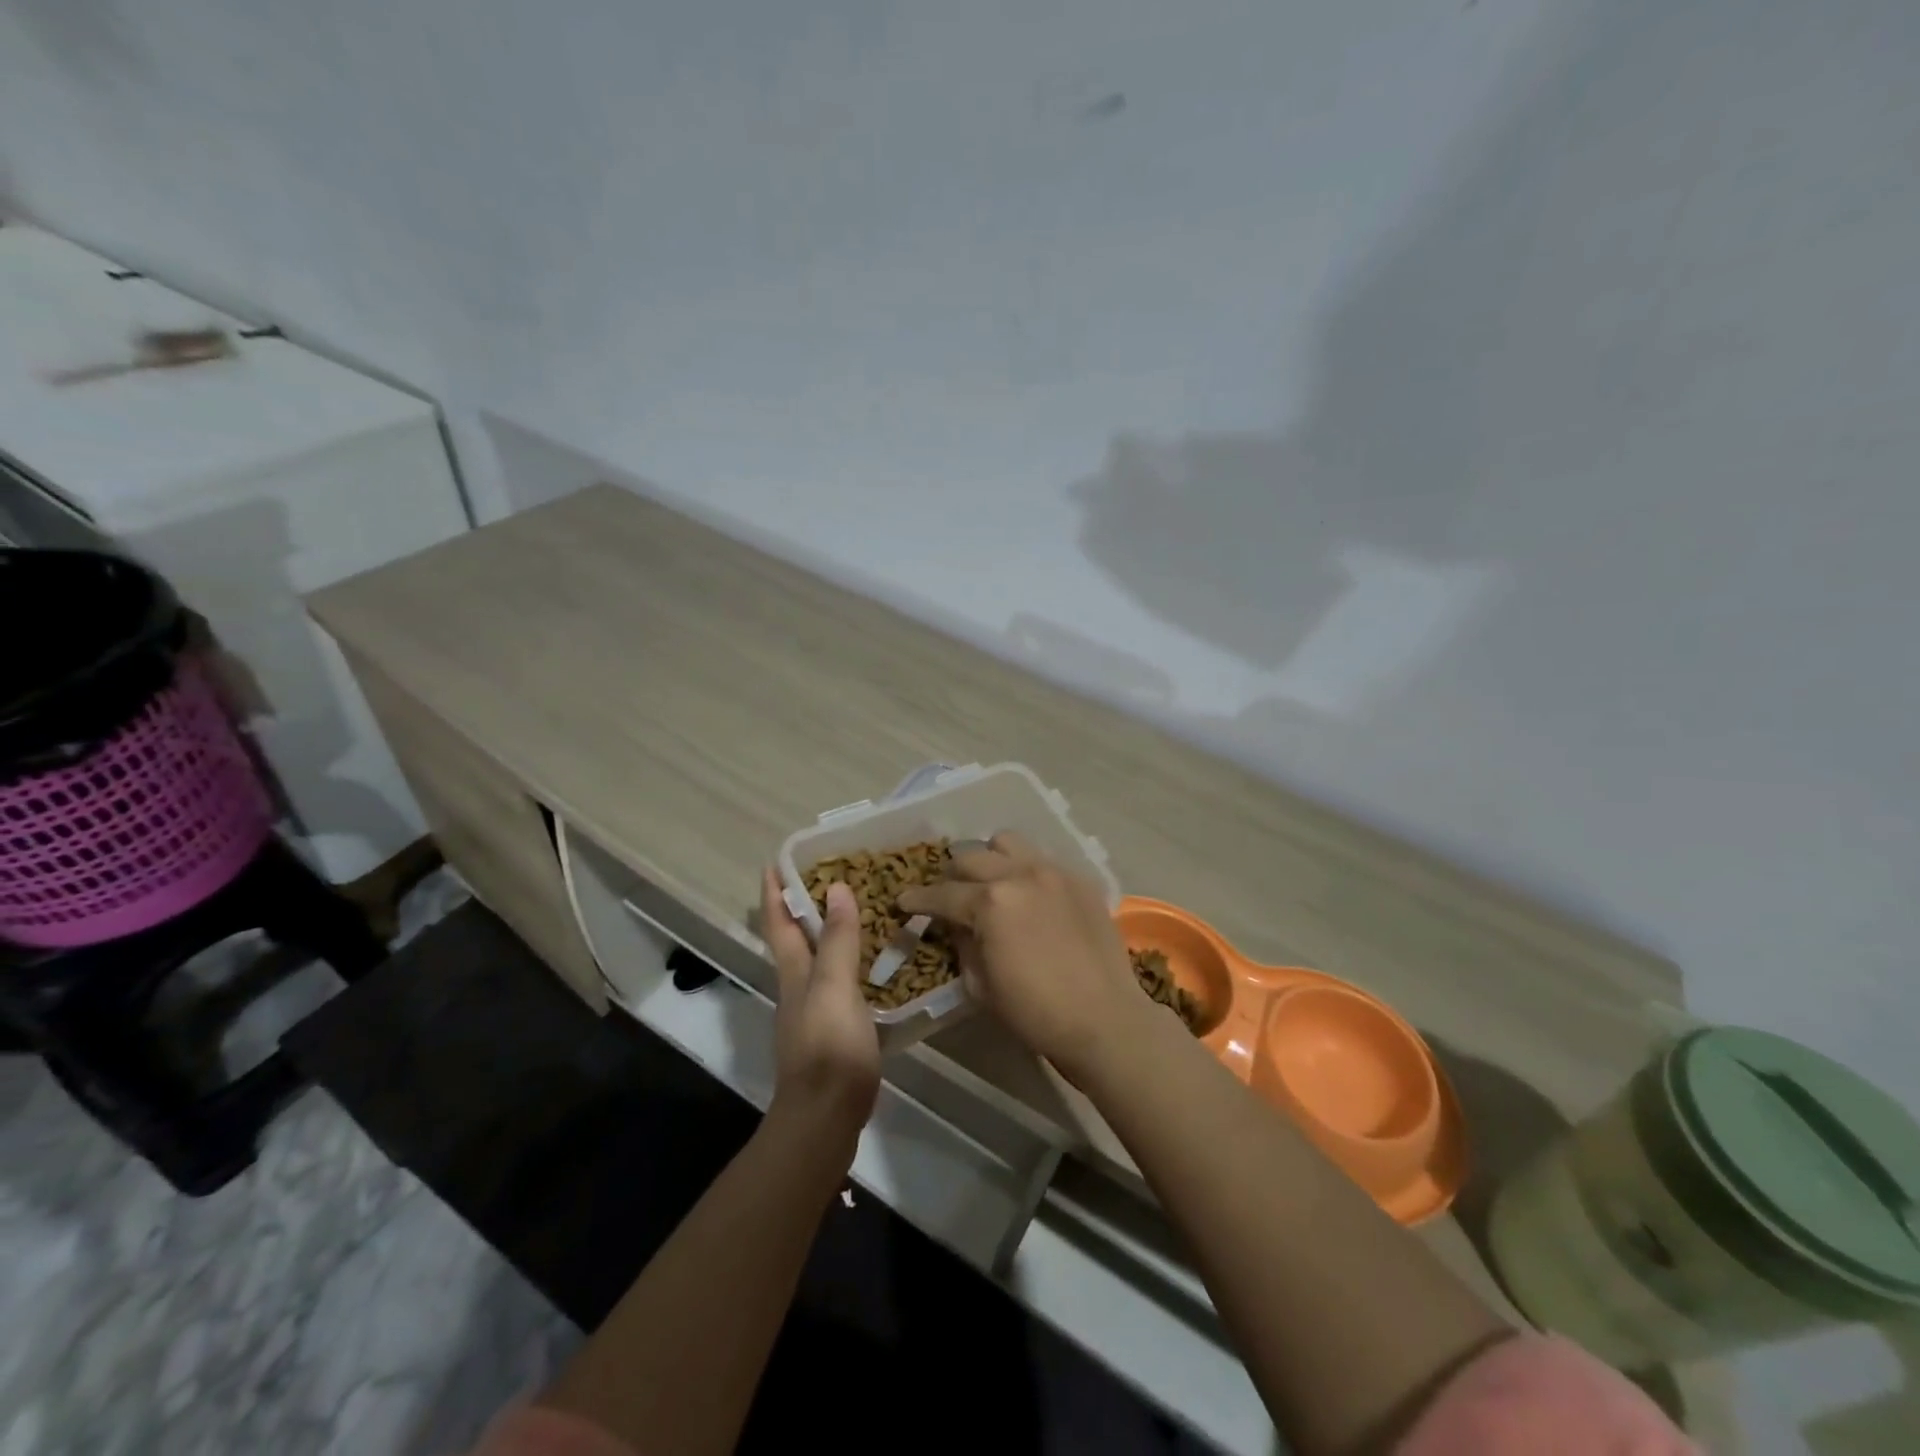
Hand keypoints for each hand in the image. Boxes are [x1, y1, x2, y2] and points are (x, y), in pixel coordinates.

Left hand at [760, 868, 881, 1136]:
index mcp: (794, 973)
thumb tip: (836, 887)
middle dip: (802, 907)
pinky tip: (876, 966)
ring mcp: (814, 1013)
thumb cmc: (829, 1047)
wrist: (826, 1118)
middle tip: (830, 876)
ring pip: (818, 961)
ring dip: (830, 934)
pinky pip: (841, 984)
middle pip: (794, 940)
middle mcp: (798, 988)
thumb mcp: (834, 987)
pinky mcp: (834, 1033)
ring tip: (859, 912)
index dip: (774, 892)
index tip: (774, 862)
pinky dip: (851, 965)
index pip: (778, 923)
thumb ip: (837, 940)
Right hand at [896, 833, 1144, 1083]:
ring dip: (990, 859)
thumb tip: (956, 925)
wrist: (1105, 1020)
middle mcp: (1019, 874)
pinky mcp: (1079, 879)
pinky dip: (1025, 870)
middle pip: (971, 857)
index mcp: (990, 902)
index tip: (904, 902)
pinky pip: (1041, 859)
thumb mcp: (980, 986)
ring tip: (990, 883)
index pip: (942, 894)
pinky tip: (1028, 895)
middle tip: (949, 897)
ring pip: (1007, 843)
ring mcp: (1053, 871)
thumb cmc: (1035, 1013)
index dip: (917, 900)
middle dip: (952, 877)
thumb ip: (962, 945)